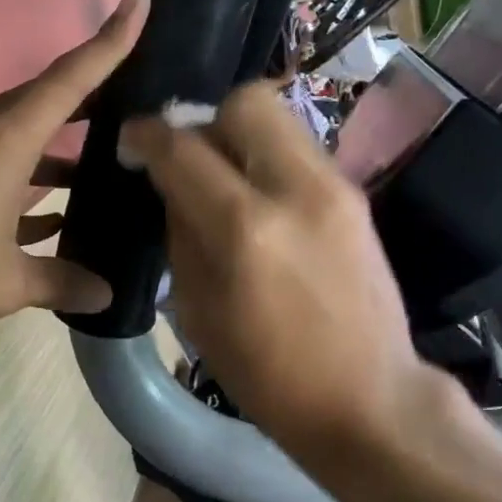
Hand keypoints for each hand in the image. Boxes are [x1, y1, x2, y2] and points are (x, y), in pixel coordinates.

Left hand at [0, 0, 149, 350]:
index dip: (108, 42)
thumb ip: (60, 283)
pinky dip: (18, 180)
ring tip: (95, 171)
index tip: (138, 1)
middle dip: (87, 102)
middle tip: (132, 107)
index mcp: (1, 144)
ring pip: (14, 135)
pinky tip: (43, 214)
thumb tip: (105, 296)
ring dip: (52, 151)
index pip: (67, 81)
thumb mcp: (3, 285)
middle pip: (40, 102)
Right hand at [122, 80, 501, 501]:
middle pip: (245, 101)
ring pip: (279, 117)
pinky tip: (263, 200)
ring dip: (241, 135)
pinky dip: (270, 159)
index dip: (147, 134)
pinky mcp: (356, 195)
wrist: (370, 399)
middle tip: (193, 158)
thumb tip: (171, 181)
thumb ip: (181, 231)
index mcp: (244, 228)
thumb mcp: (197, 309)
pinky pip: (299, 149)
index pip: (183, 148)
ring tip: (227, 179)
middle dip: (207, 119)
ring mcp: (335, 186)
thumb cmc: (268, 374)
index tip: (131, 139)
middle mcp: (294, 189)